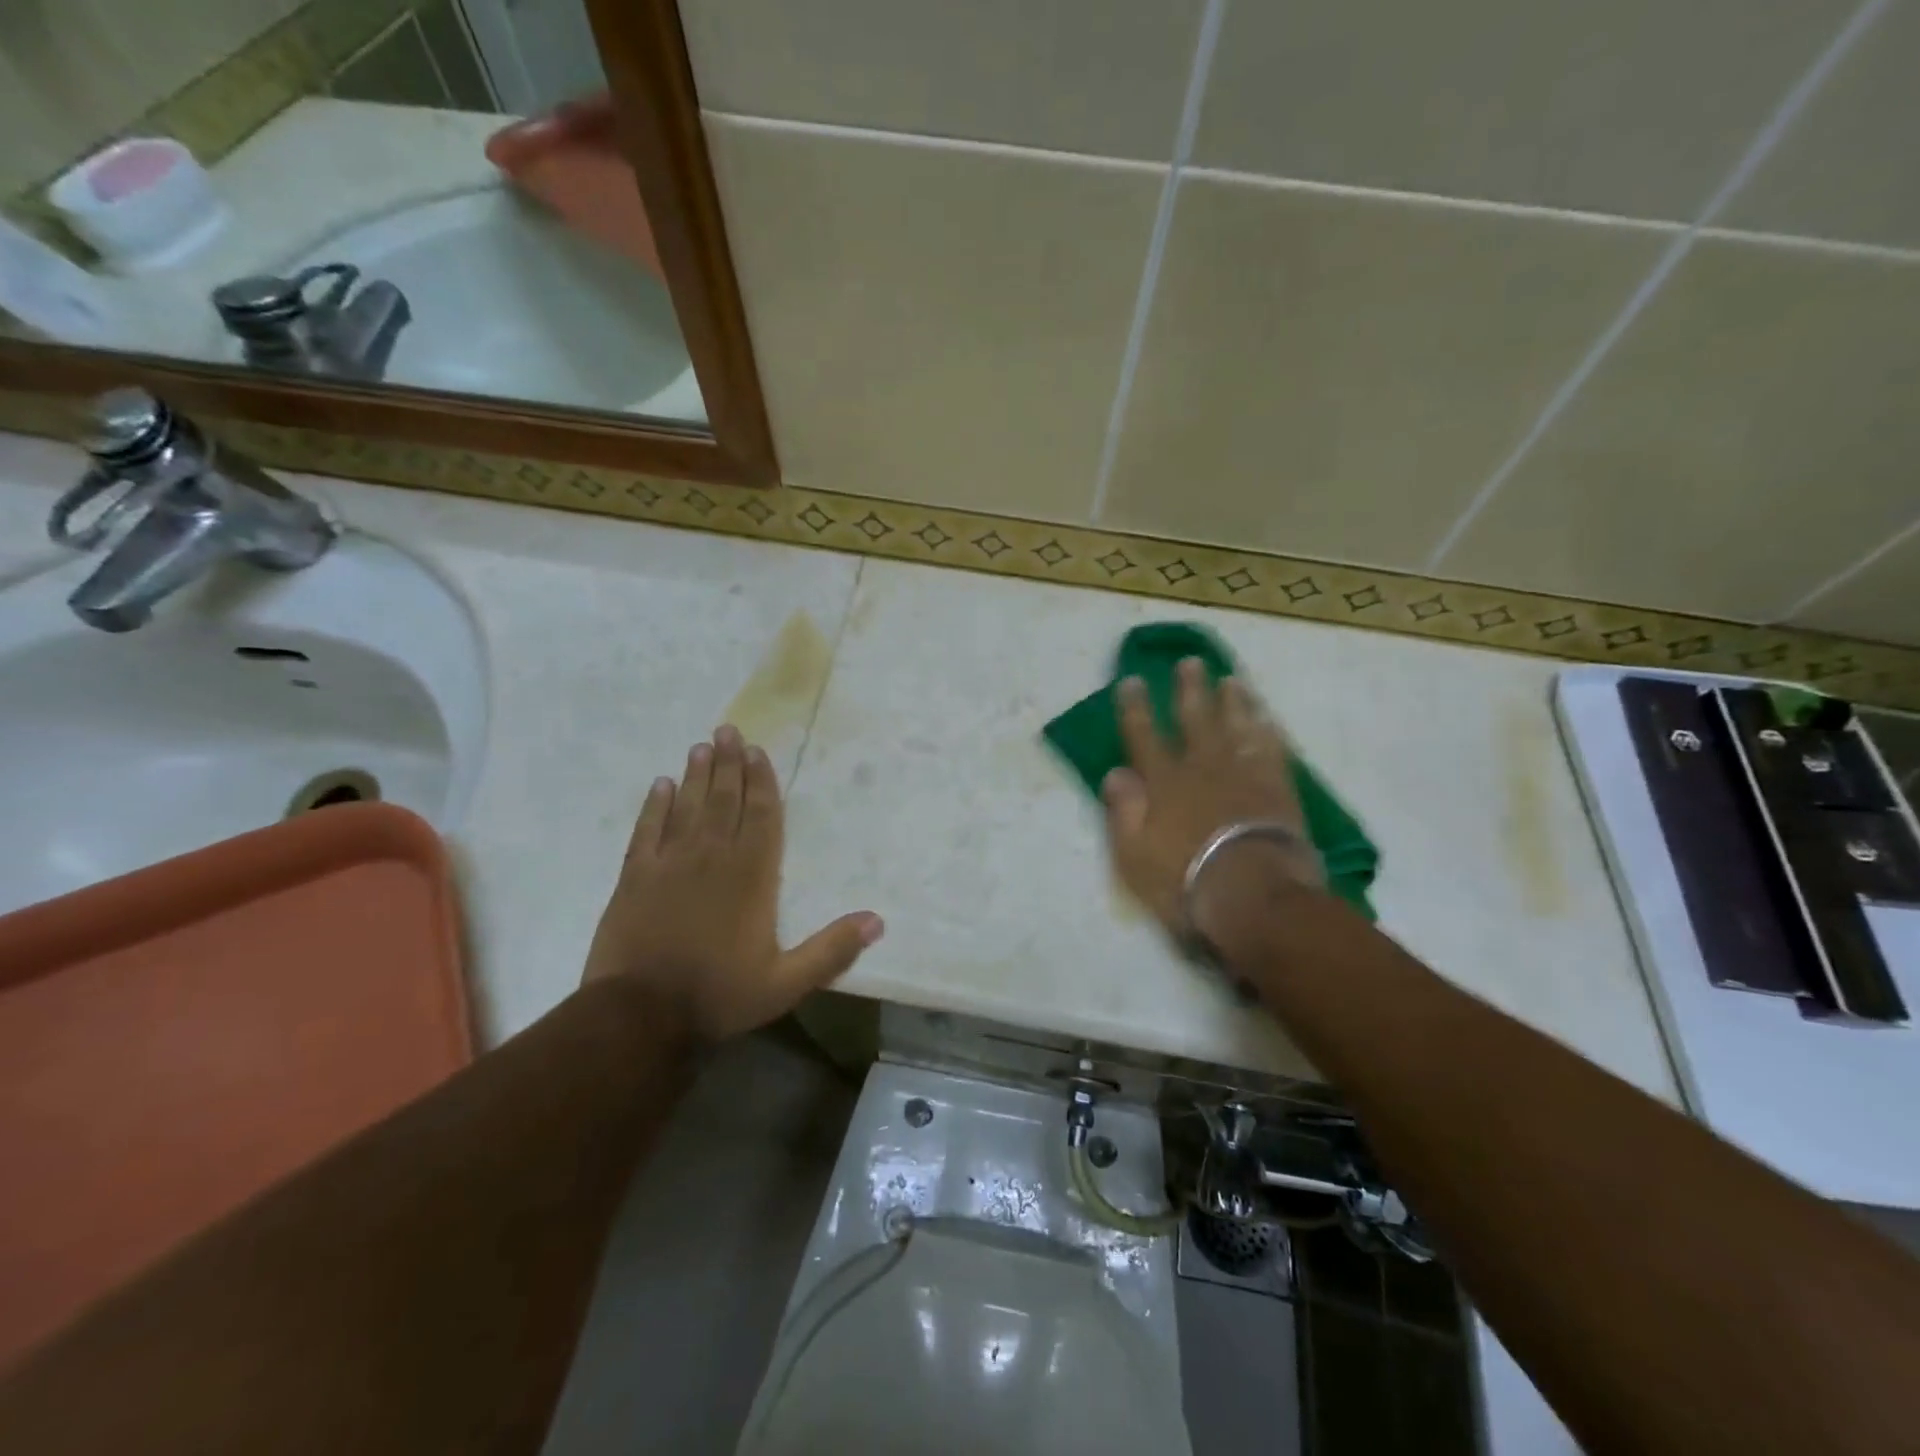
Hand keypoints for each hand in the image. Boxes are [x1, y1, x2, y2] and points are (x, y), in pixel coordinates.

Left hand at [582, 725, 883, 1042]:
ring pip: (687, 807)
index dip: (761, 782)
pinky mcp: (635, 877)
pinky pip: (647, 830)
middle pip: (724, 800)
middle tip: (727, 730)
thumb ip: (831, 950)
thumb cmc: (718, 995)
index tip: (757, 752)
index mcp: (751, 877)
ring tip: (701, 746)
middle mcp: (712, 858)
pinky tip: (660, 785)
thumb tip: (878, 921)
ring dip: (696, 776)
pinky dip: (654, 806)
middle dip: (728, 764)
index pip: (761, 817)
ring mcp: (670, 864)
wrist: (639, 1016)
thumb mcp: (786, 983)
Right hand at [1101, 660, 1323, 940]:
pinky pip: (1272, 748)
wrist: (1253, 894)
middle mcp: (1202, 766)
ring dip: (1232, 701)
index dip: (1135, 707)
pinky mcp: (1278, 786)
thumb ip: (1123, 810)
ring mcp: (1244, 773)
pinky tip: (1267, 718)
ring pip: (1237, 725)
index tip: (1132, 681)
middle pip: (1194, 718)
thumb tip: (1115, 772)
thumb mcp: (1133, 854)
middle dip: (1189, 689)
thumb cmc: (1184, 879)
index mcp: (1162, 781)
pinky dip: (1268, 730)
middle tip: (1190, 662)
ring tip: (1231, 679)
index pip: (1143, 735)